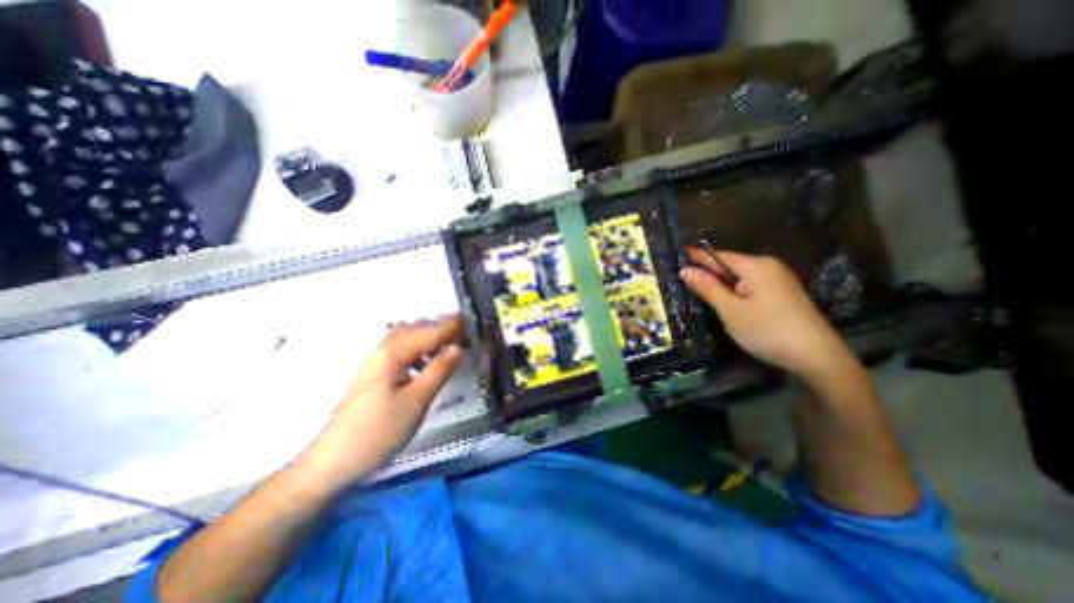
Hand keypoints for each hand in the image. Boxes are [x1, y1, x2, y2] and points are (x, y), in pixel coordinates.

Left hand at [296, 315, 460, 489]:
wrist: (333, 463)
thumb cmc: (378, 432)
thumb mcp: (416, 401)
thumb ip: (438, 370)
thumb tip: (458, 347)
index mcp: (392, 354)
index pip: (428, 332)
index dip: (451, 326)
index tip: (472, 321)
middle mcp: (382, 351)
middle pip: (415, 329)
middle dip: (441, 329)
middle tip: (465, 336)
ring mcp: (376, 363)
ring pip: (407, 340)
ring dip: (430, 339)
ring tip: (450, 348)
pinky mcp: (375, 375)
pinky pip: (402, 352)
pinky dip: (419, 351)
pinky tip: (427, 364)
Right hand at [677, 248, 856, 380]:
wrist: (818, 357)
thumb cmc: (768, 330)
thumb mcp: (731, 310)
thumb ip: (708, 288)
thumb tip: (685, 270)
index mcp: (756, 266)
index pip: (719, 256)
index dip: (696, 257)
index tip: (677, 255)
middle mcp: (769, 267)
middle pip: (730, 266)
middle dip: (708, 273)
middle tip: (681, 280)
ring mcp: (778, 281)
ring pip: (739, 278)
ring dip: (720, 284)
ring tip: (697, 292)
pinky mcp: (782, 295)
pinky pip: (750, 287)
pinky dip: (734, 292)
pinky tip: (725, 303)